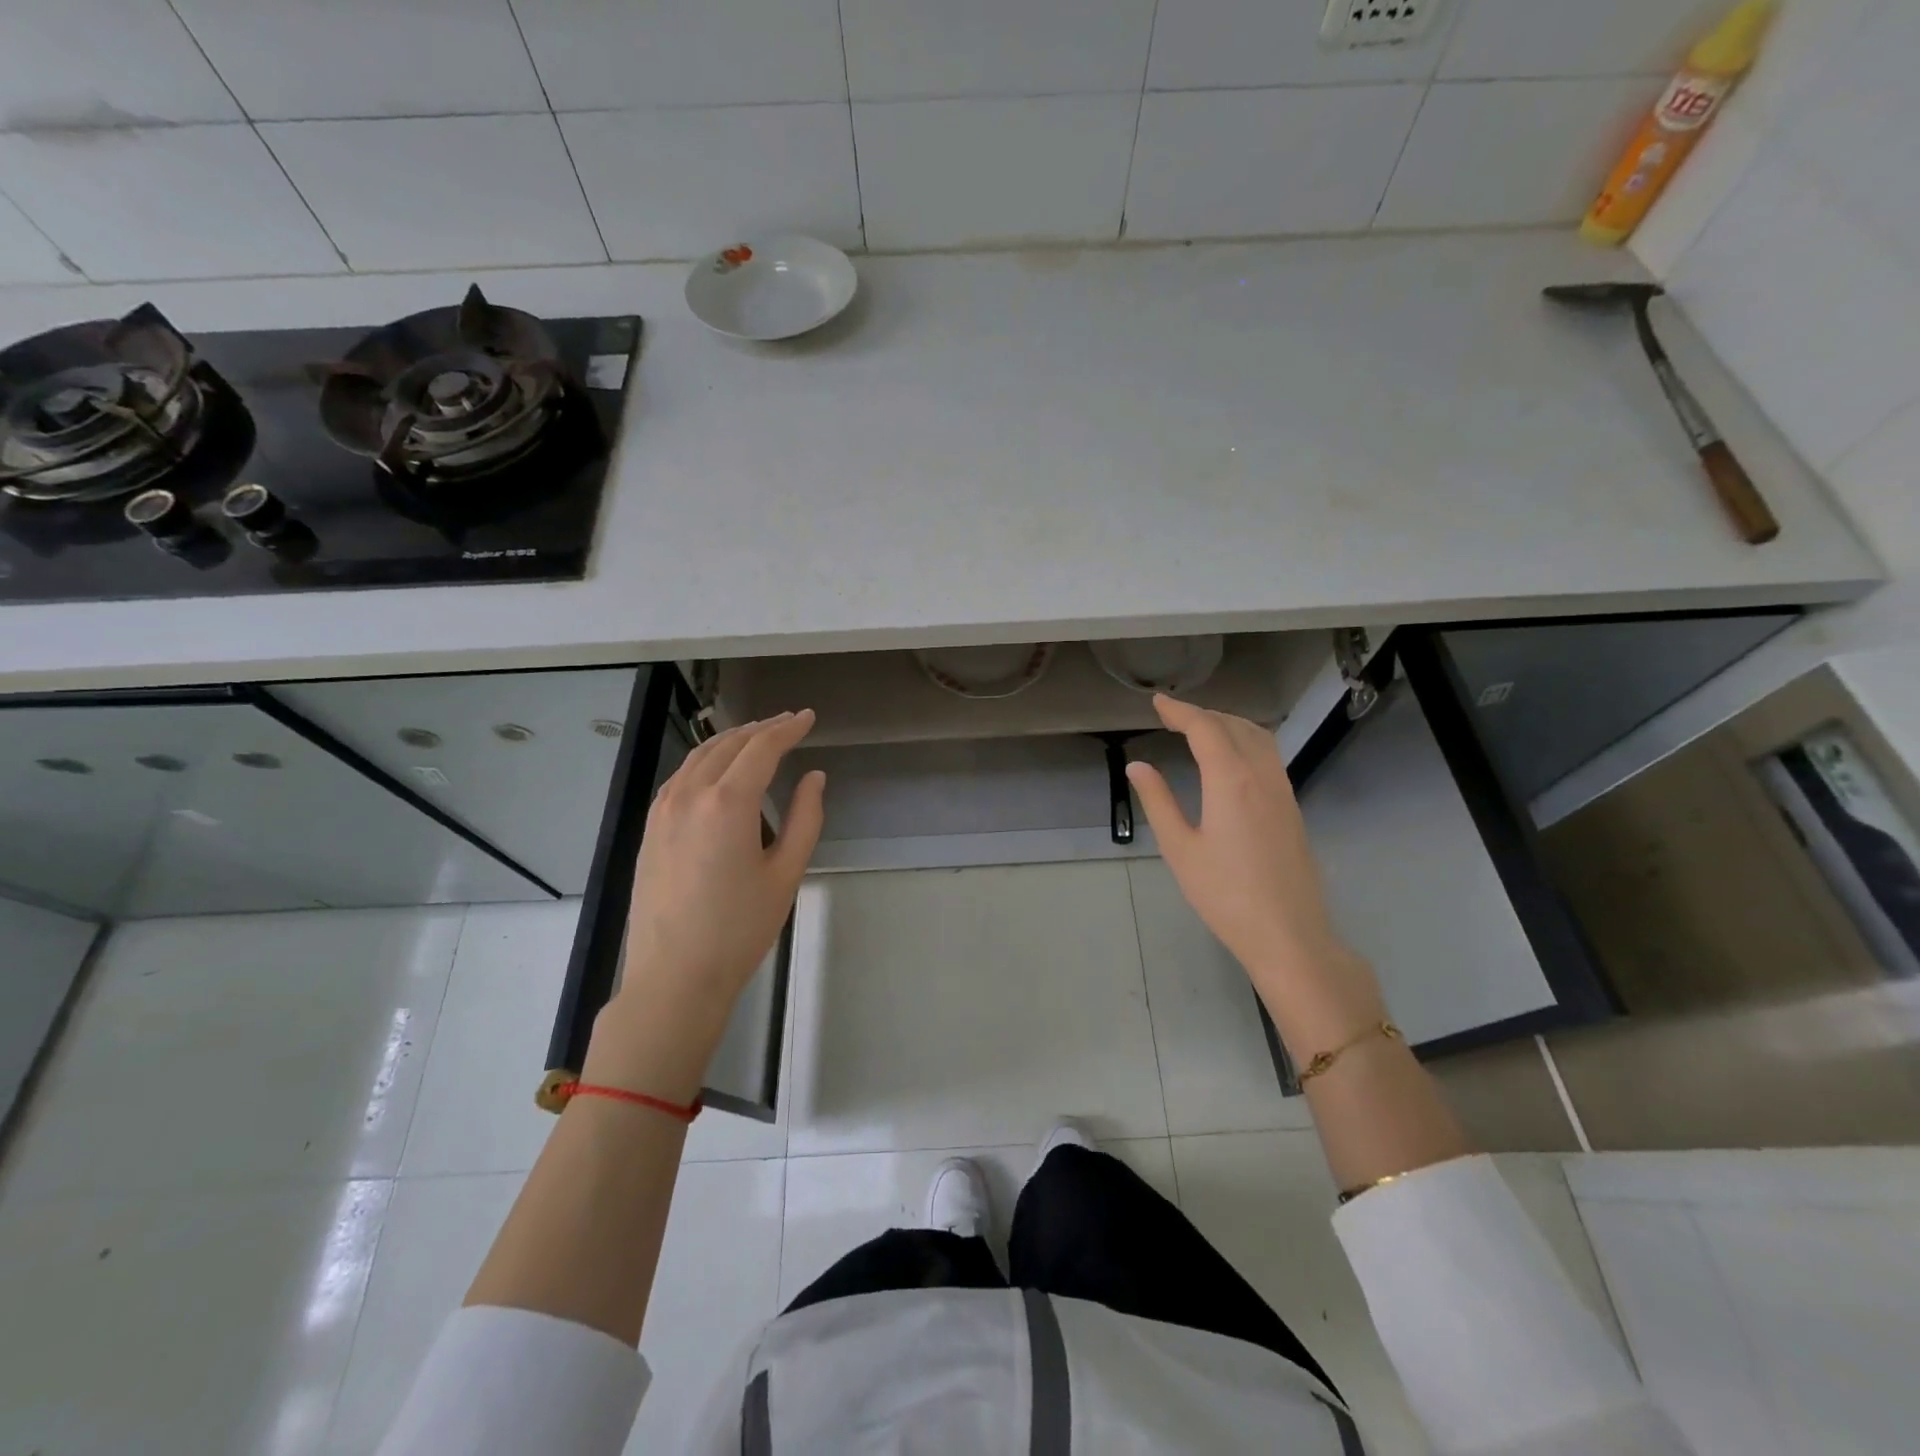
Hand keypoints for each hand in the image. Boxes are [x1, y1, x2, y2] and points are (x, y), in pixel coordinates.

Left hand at [583, 711, 824, 1098]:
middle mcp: (690, 795)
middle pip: (729, 745)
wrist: (674, 976)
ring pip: (700, 757)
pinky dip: (706, 761)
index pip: (762, 748)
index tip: (808, 717)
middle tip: (788, 722)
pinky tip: (718, 770)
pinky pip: (681, 777)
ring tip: (757, 736)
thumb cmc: (739, 929)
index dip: (788, 728)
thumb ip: (805, 818)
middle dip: (762, 728)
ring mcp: (663, 810)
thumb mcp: (786, 874)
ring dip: (732, 740)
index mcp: (728, 803)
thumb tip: (814, 778)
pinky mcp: (651, 828)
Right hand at [1125, 696, 1382, 1040]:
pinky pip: (1270, 756)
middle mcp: (1262, 776)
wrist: (1288, 934)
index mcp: (1231, 780)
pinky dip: (1246, 741)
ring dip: (1229, 724)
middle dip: (1203, 714)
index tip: (1157, 702)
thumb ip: (1158, 801)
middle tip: (1172, 715)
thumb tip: (1138, 766)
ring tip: (1200, 729)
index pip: (1205, 729)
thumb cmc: (1225, 895)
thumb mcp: (1180, 849)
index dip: (1179, 711)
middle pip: (1234, 726)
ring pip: (1259, 738)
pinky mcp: (1292, 808)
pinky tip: (1231, 758)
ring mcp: (1283, 791)